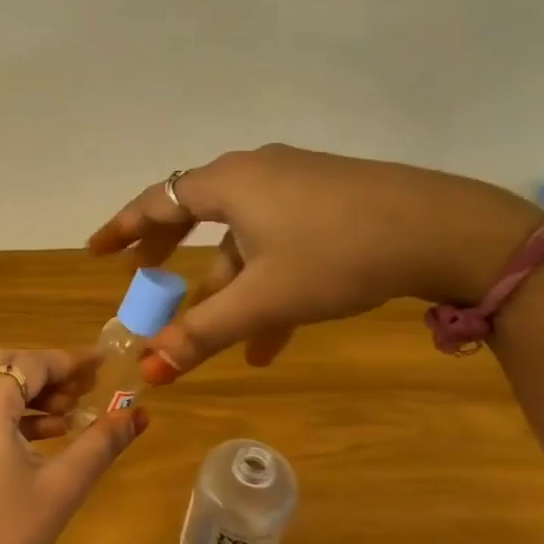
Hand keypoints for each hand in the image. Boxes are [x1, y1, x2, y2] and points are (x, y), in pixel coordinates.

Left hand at [0, 349, 148, 543]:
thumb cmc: (5, 531)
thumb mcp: (62, 485)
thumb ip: (101, 443)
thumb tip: (138, 414)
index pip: (32, 363)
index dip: (70, 361)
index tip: (104, 364)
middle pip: (6, 364)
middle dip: (48, 373)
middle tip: (87, 389)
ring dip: (29, 392)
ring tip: (71, 415)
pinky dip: (9, 412)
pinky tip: (42, 436)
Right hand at [88, 145, 543, 380]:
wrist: (446, 230)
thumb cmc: (338, 255)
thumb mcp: (264, 299)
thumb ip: (202, 332)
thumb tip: (147, 371)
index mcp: (230, 183)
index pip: (158, 201)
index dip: (123, 228)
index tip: (97, 250)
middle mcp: (256, 172)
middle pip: (196, 213)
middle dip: (170, 254)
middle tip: (145, 280)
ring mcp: (296, 183)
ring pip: (243, 237)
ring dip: (228, 286)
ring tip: (226, 341)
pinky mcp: (329, 199)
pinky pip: (278, 239)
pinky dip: (265, 281)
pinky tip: (273, 337)